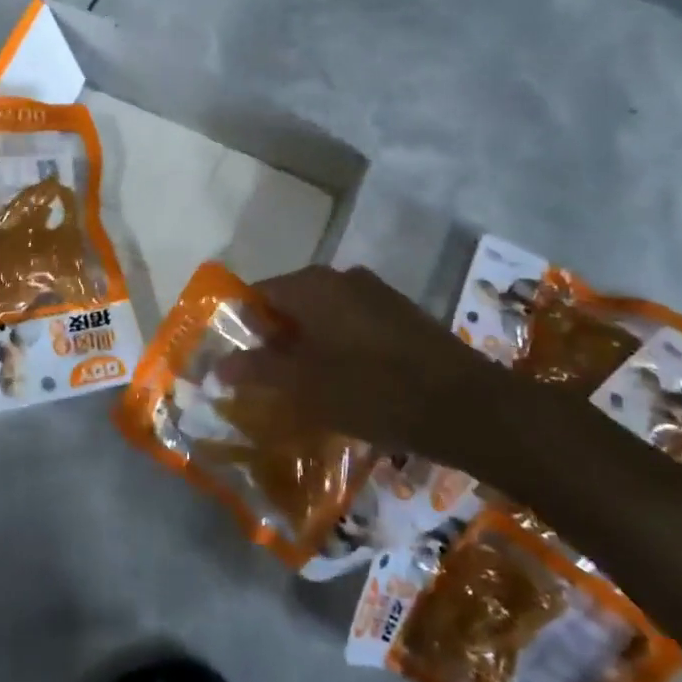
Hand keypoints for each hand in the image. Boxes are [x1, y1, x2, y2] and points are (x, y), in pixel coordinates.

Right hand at [214, 265, 534, 476]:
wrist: (463, 404)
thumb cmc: (370, 390)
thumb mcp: (303, 386)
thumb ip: (257, 370)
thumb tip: (219, 364)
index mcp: (310, 285)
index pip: (257, 295)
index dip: (244, 329)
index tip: (242, 365)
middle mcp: (339, 276)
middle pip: (290, 303)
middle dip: (277, 339)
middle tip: (272, 381)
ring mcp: (374, 291)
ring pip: (323, 314)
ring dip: (310, 343)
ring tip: (309, 386)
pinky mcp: (400, 311)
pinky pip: (353, 322)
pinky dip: (340, 344)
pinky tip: (349, 381)